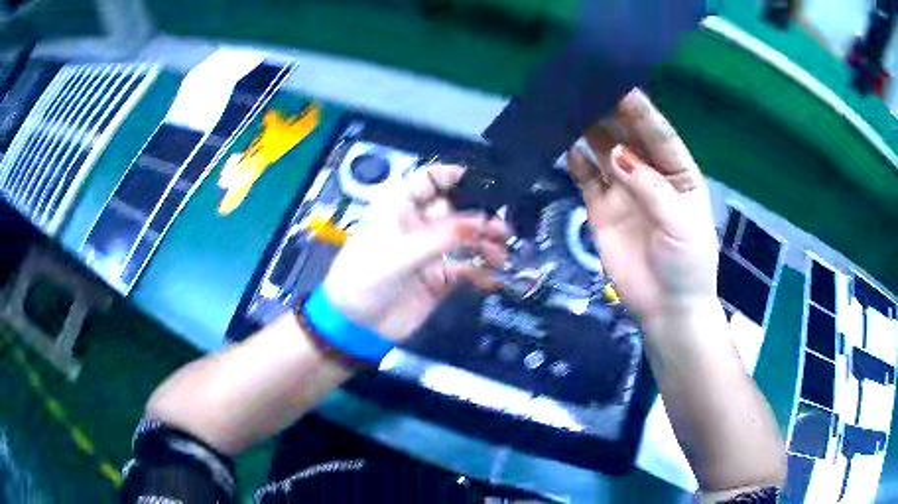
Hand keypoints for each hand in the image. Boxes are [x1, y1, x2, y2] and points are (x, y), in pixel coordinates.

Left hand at [324, 165, 508, 341]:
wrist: (354, 328)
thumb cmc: (363, 280)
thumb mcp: (396, 255)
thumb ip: (439, 238)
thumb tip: (481, 221)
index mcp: (399, 210)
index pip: (428, 181)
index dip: (453, 176)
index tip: (484, 183)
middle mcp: (417, 227)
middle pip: (455, 210)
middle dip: (480, 215)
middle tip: (501, 227)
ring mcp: (430, 253)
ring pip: (465, 240)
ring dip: (485, 244)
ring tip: (501, 254)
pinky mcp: (439, 279)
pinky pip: (466, 270)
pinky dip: (482, 272)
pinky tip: (494, 277)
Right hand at [569, 89, 718, 325]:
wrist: (667, 308)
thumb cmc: (687, 262)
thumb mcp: (680, 222)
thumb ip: (650, 187)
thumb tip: (614, 153)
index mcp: (678, 172)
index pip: (659, 134)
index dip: (641, 110)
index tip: (619, 84)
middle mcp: (650, 174)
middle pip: (628, 135)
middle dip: (610, 112)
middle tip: (586, 88)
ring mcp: (624, 191)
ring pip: (604, 151)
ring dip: (590, 130)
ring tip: (570, 108)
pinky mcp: (602, 209)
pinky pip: (587, 178)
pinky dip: (577, 163)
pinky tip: (569, 150)